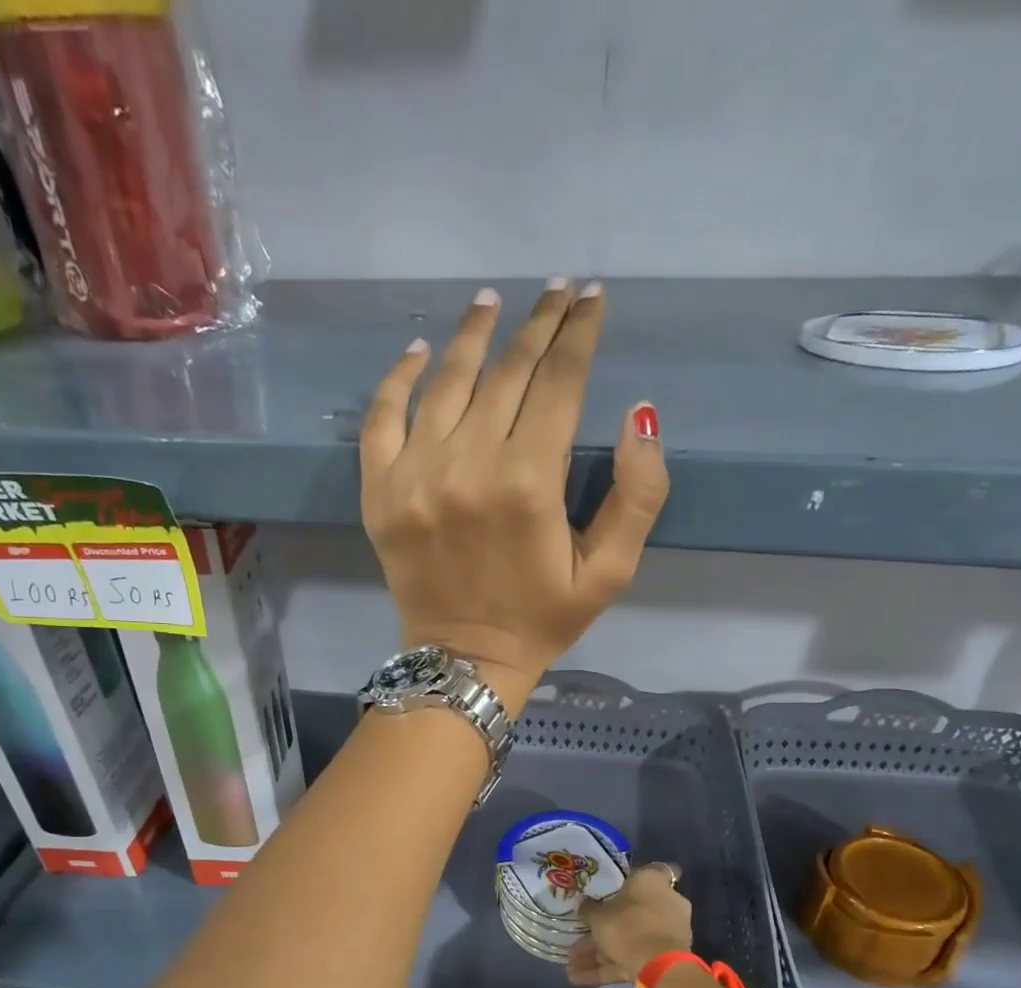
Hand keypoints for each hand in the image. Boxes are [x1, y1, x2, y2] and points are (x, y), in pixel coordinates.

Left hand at [360, 282, 669, 713]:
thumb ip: (638, 495)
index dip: (579, 333)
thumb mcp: (610, 572)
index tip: (592, 298)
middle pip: (507, 372)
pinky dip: (400, 377)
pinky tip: (421, 350)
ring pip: (447, 381)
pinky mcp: (380, 492)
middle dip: (538, 324)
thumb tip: (640, 414)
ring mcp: (414, 476)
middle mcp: (468, 466)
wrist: (463, 662)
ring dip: (474, 334)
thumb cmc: (541, 619)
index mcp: (528, 483)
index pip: (558, 382)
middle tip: (556, 291)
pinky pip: (382, 417)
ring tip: (492, 301)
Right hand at [567, 863, 692, 986]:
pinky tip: (579, 979)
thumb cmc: (628, 925)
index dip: (638, 876)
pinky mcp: (665, 957)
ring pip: (630, 937)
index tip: (621, 882)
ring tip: (571, 965)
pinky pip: (633, 957)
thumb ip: (589, 909)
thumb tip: (584, 904)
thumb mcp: (598, 916)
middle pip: (633, 910)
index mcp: (653, 882)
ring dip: (601, 952)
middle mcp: (666, 903)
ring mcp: (668, 932)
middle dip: (606, 926)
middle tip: (581, 934)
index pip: (654, 870)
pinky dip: (609, 967)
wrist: (658, 967)